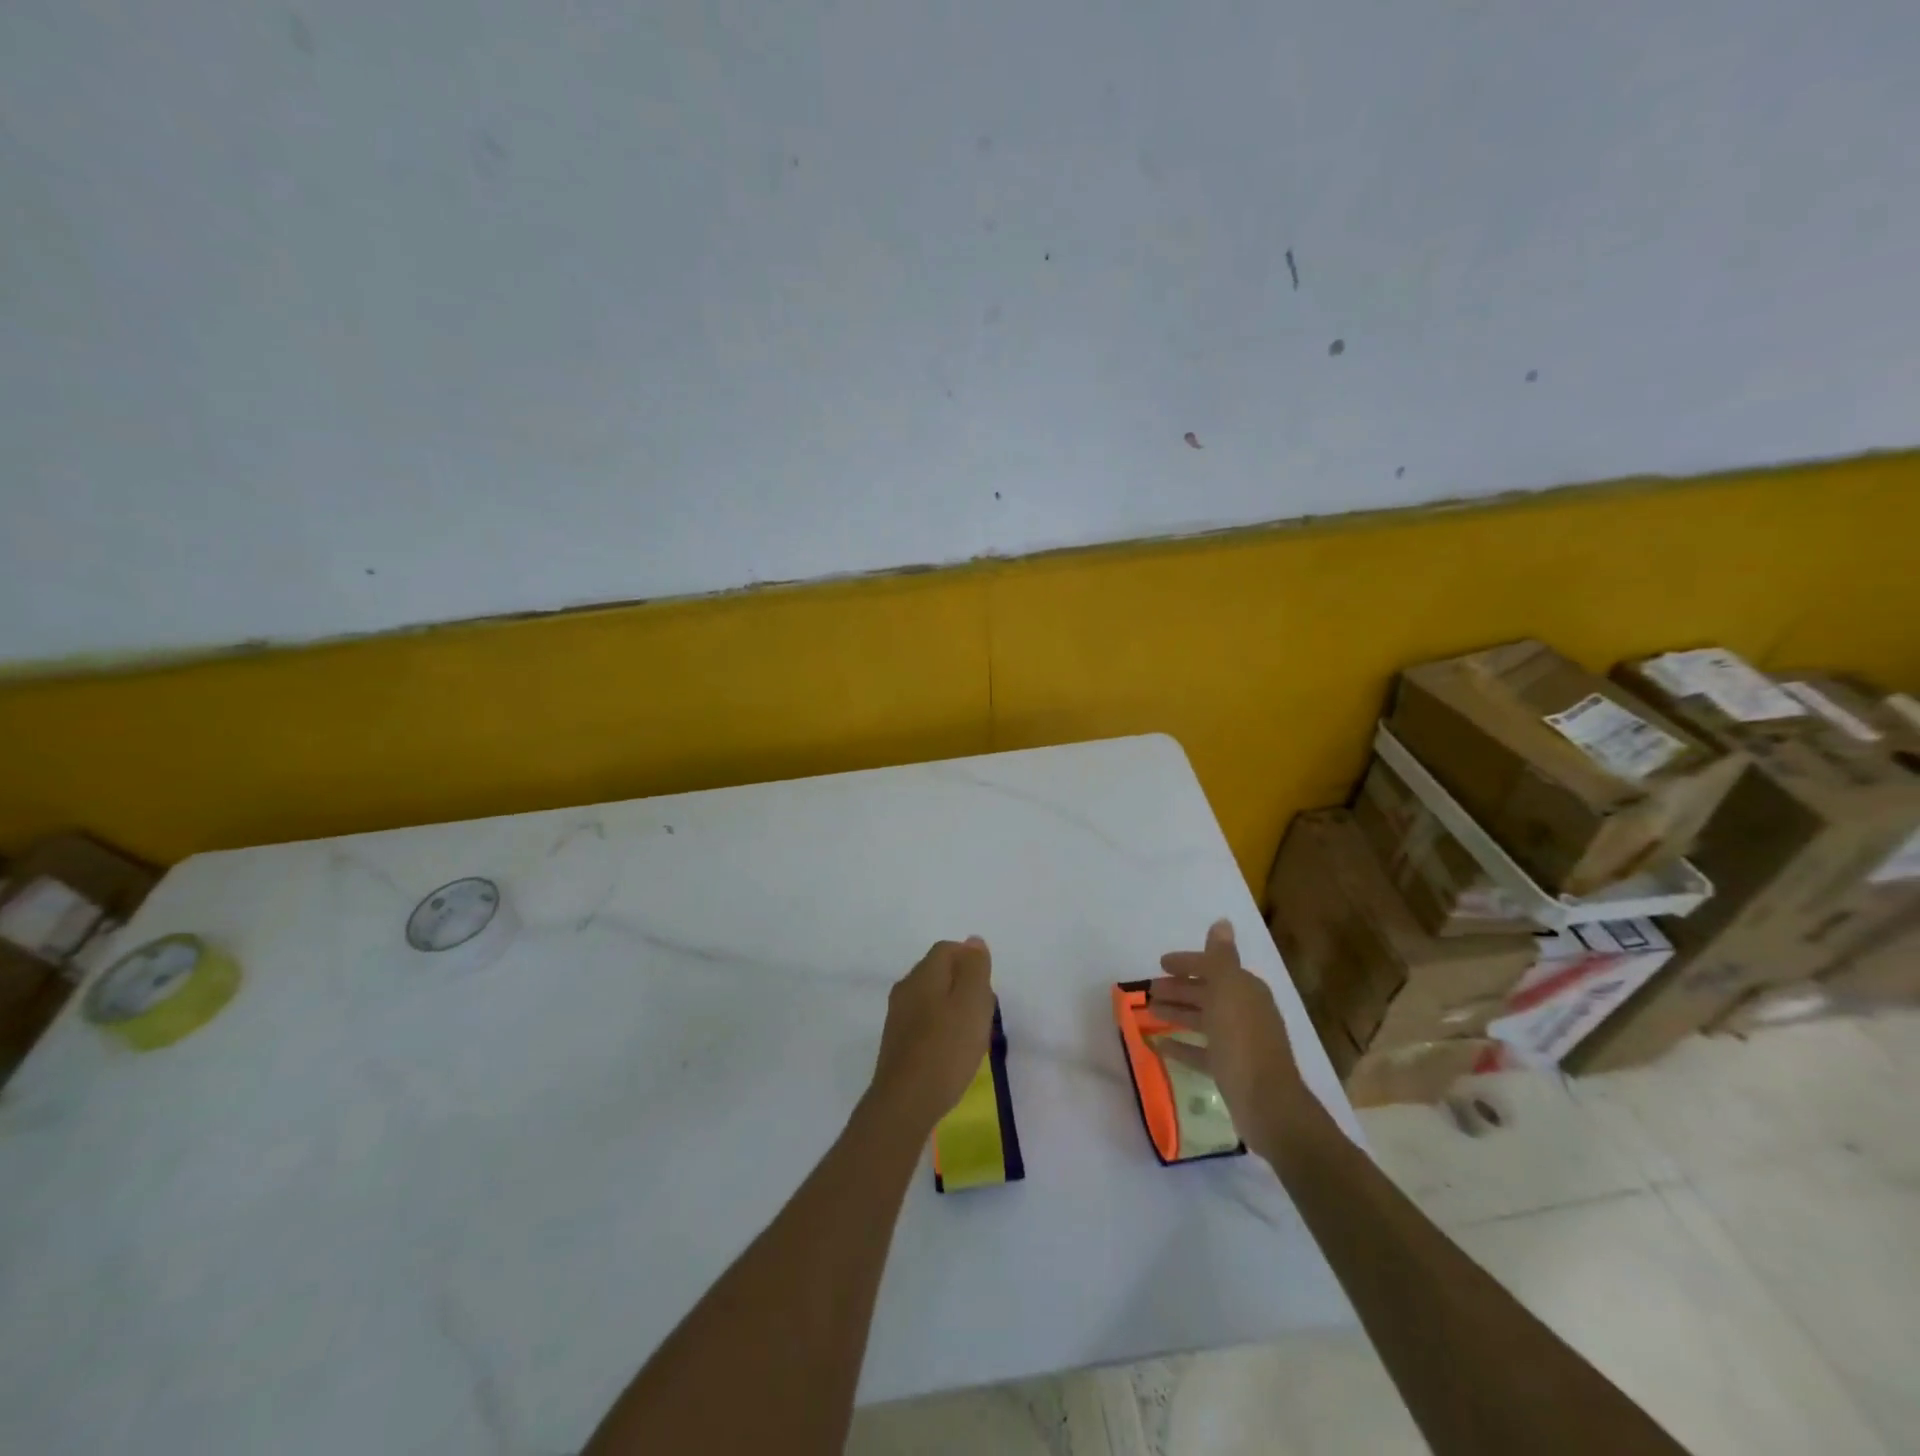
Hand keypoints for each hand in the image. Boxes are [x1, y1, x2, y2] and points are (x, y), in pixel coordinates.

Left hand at [868, 937, 995, 1134]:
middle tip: (985, 1012)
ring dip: (954, 1008)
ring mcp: (898, 1016)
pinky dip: (942, 1028)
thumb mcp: (972, 1003)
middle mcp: (905, 989)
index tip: (988, 987)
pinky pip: (924, 1021)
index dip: (970, 961)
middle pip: (939, 972)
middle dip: (965, 985)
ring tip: (973, 1035)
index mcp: (923, 975)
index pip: (947, 949)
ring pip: (932, 998)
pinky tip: (953, 1051)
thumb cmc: (946, 1048)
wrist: (905, 1102)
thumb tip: (973, 941)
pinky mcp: (897, 1042)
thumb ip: (974, 969)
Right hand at [1148, 919, 1310, 1155]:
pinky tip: (1159, 1045)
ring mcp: (1238, 1042)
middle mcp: (1244, 1011)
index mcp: (1246, 989)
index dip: (1187, 962)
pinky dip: (1181, 1046)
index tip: (1160, 963)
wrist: (1267, 1104)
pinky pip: (1200, 1051)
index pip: (1213, 966)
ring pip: (1202, 1020)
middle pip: (1206, 993)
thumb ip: (1220, 957)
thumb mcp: (1228, 990)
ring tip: (1149, 1013)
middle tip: (1148, 990)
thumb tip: (1222, 922)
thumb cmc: (1242, 1040)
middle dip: (1178, 988)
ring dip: (1177, 1013)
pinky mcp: (1230, 1069)